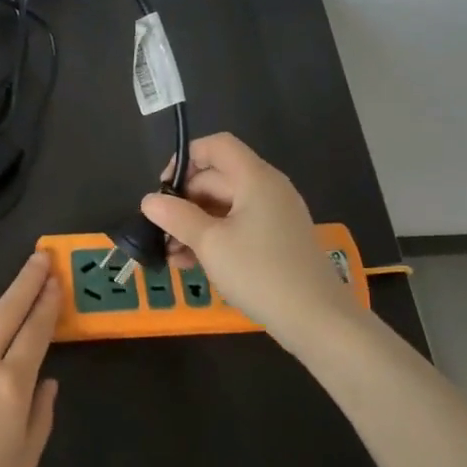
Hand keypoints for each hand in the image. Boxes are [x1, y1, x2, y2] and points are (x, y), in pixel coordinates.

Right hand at [140, 132, 360, 352]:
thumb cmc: (260, 272)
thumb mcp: (210, 243)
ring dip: (193, 225)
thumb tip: (149, 201)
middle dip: (183, 202)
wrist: (317, 320)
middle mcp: (267, 189)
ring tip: (170, 255)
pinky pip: (237, 227)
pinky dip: (213, 238)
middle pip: (216, 178)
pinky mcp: (276, 240)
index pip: (216, 146)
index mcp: (255, 179)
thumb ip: (176, 217)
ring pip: (223, 207)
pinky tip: (191, 263)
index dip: (186, 159)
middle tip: (160, 231)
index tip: (163, 189)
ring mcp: (274, 216)